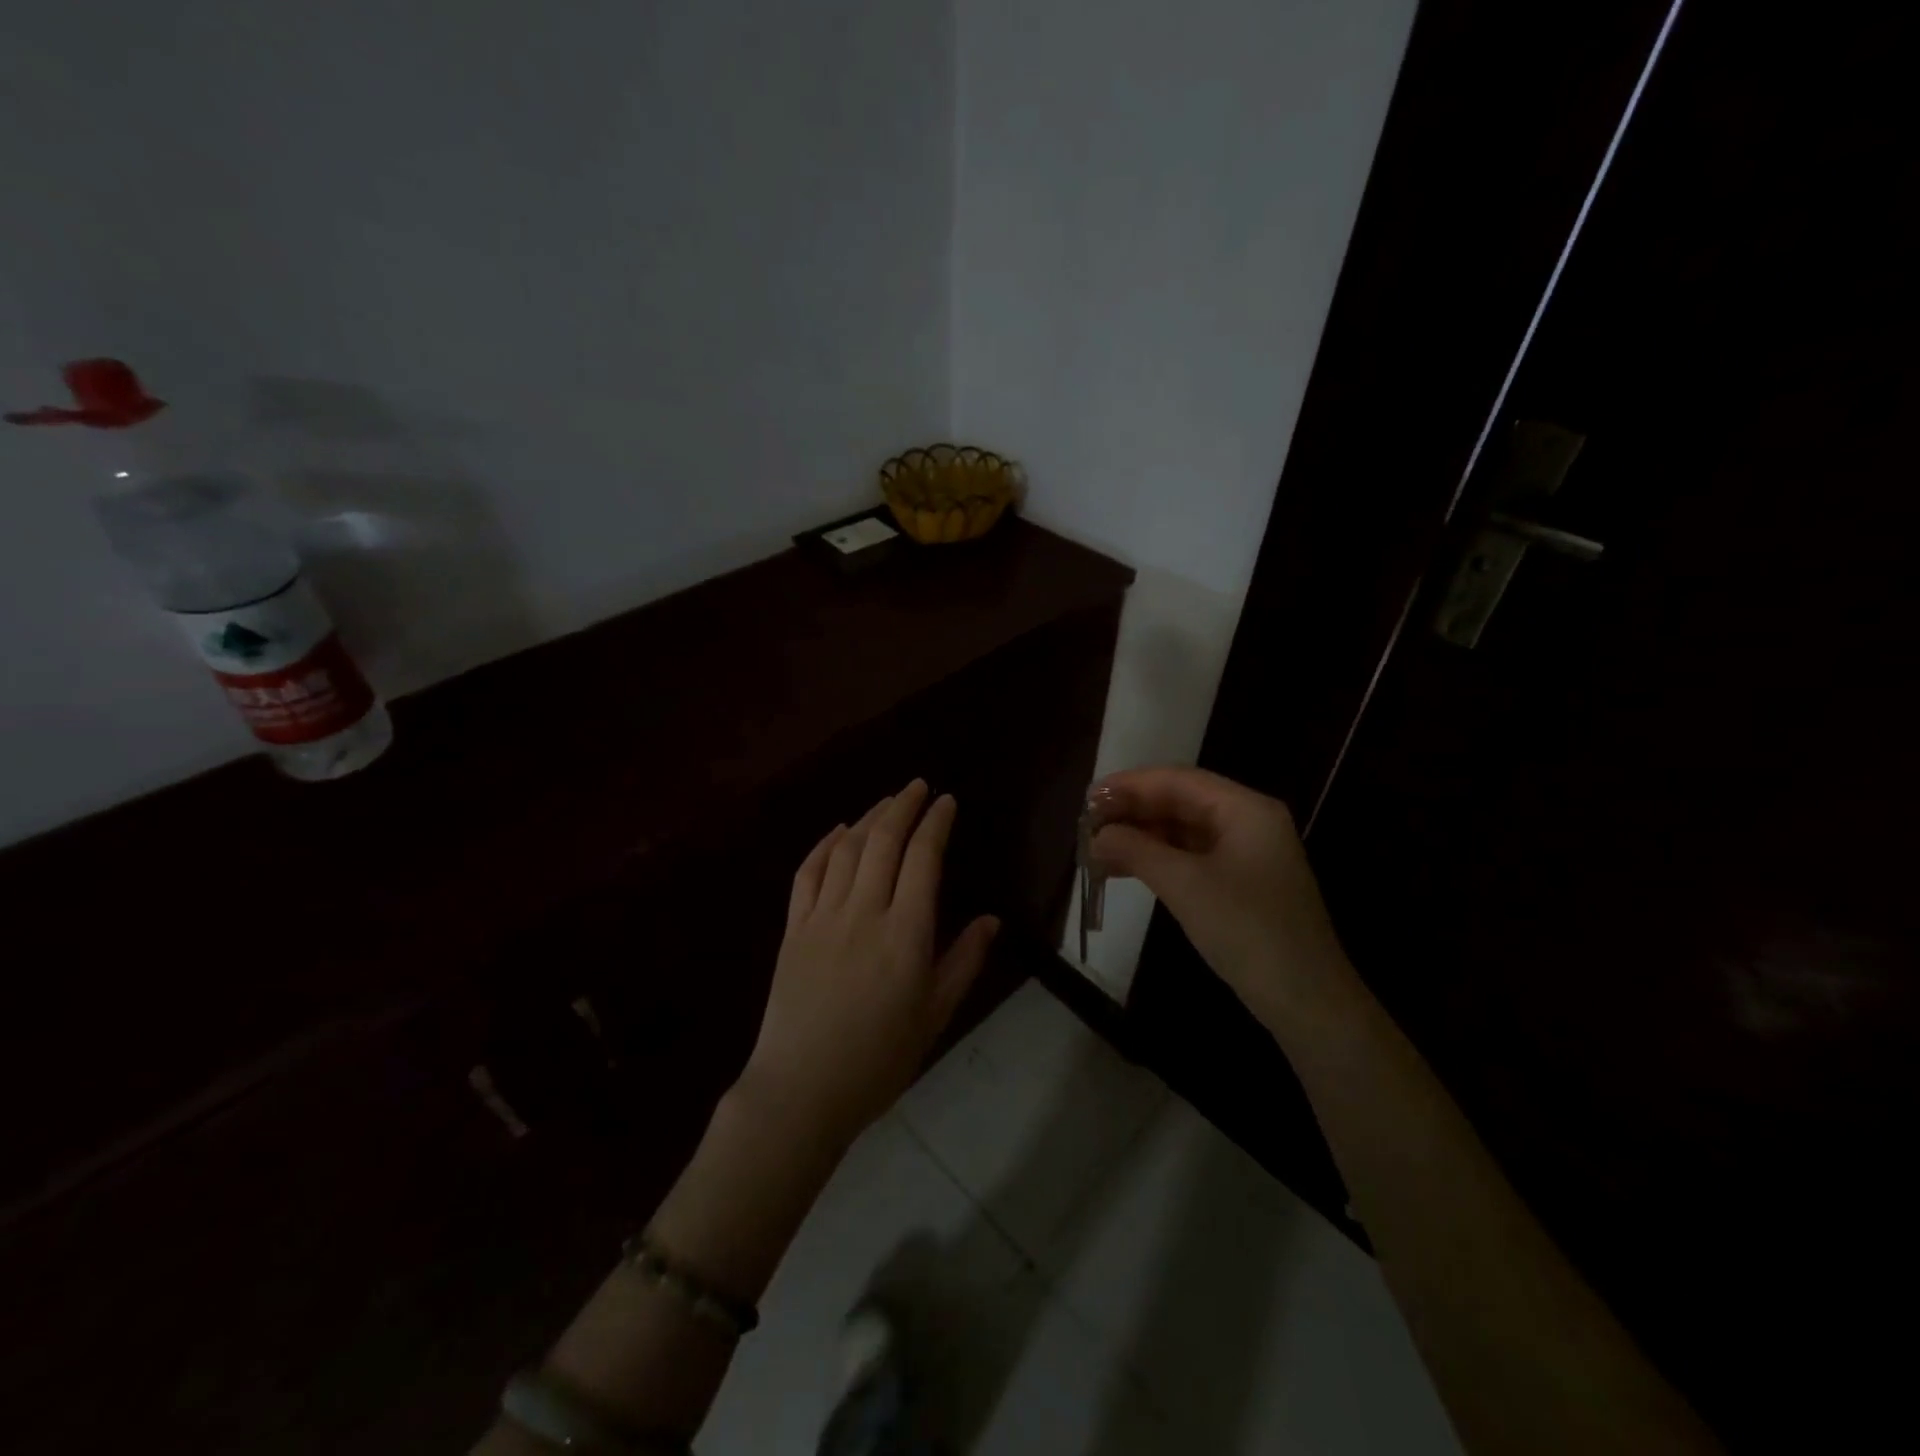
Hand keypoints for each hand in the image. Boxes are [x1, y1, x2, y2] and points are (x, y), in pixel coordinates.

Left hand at [740, 780, 999, 1150]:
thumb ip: (964, 960)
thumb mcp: (935, 1015)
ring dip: (867, 817)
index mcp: (906, 933)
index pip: (923, 858)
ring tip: (886, 803)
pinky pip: (807, 873)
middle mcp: (864, 912)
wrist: (801, 1091)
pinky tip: (837, 831)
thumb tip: (992, 919)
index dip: (936, 822)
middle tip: (918, 786)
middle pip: (883, 841)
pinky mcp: (793, 928)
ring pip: (846, 849)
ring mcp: (822, 917)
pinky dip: (824, 844)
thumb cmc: (879, 1059)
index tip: (946, 801)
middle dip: (903, 806)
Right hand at [1091, 766, 1363, 1041]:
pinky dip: (1157, 858)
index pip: (1178, 780)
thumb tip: (1097, 835)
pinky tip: (1125, 867)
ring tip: (1097, 847)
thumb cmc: (1248, 931)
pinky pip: (1191, 856)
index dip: (1130, 785)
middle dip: (1133, 811)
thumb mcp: (1185, 886)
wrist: (1306, 1001)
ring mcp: (1246, 852)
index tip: (1088, 797)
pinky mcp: (1240, 881)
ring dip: (1141, 836)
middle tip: (1087, 825)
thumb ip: (1137, 850)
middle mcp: (1248, 821)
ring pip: (1183, 830)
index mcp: (1245, 809)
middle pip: (1180, 801)